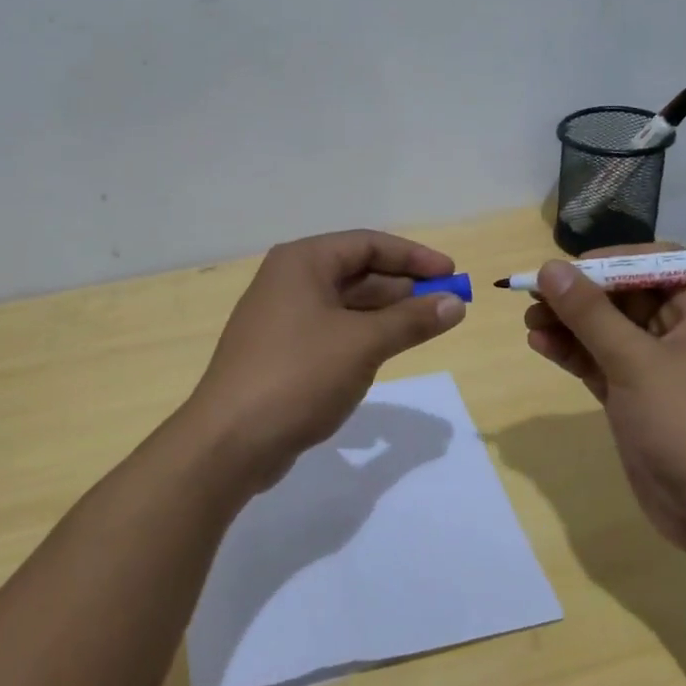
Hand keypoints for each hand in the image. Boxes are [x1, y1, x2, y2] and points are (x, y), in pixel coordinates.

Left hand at [186, 230, 465, 491]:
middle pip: (357, 272)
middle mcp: (289, 281)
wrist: (230, 441)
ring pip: (346, 305)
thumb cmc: (299, 375)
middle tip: (445, 304)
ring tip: (425, 327)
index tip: (452, 275)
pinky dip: (364, 336)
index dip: (414, 257)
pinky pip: (333, 331)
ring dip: (386, 313)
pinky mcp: (282, 352)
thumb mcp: (363, 344)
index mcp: (303, 262)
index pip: (368, 244)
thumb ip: (412, 320)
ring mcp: (283, 318)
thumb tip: (455, 303)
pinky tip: (387, 351)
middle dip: (403, 287)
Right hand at [523, 246, 685, 550]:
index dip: (606, 262)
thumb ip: (590, 313)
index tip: (564, 270)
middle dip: (579, 297)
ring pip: (607, 330)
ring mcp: (658, 365)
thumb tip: (551, 268)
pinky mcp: (637, 395)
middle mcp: (683, 330)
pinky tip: (540, 344)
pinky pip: (600, 361)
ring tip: (529, 322)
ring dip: (569, 324)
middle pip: (623, 296)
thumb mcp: (635, 361)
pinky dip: (573, 353)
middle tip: (533, 297)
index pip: (652, 264)